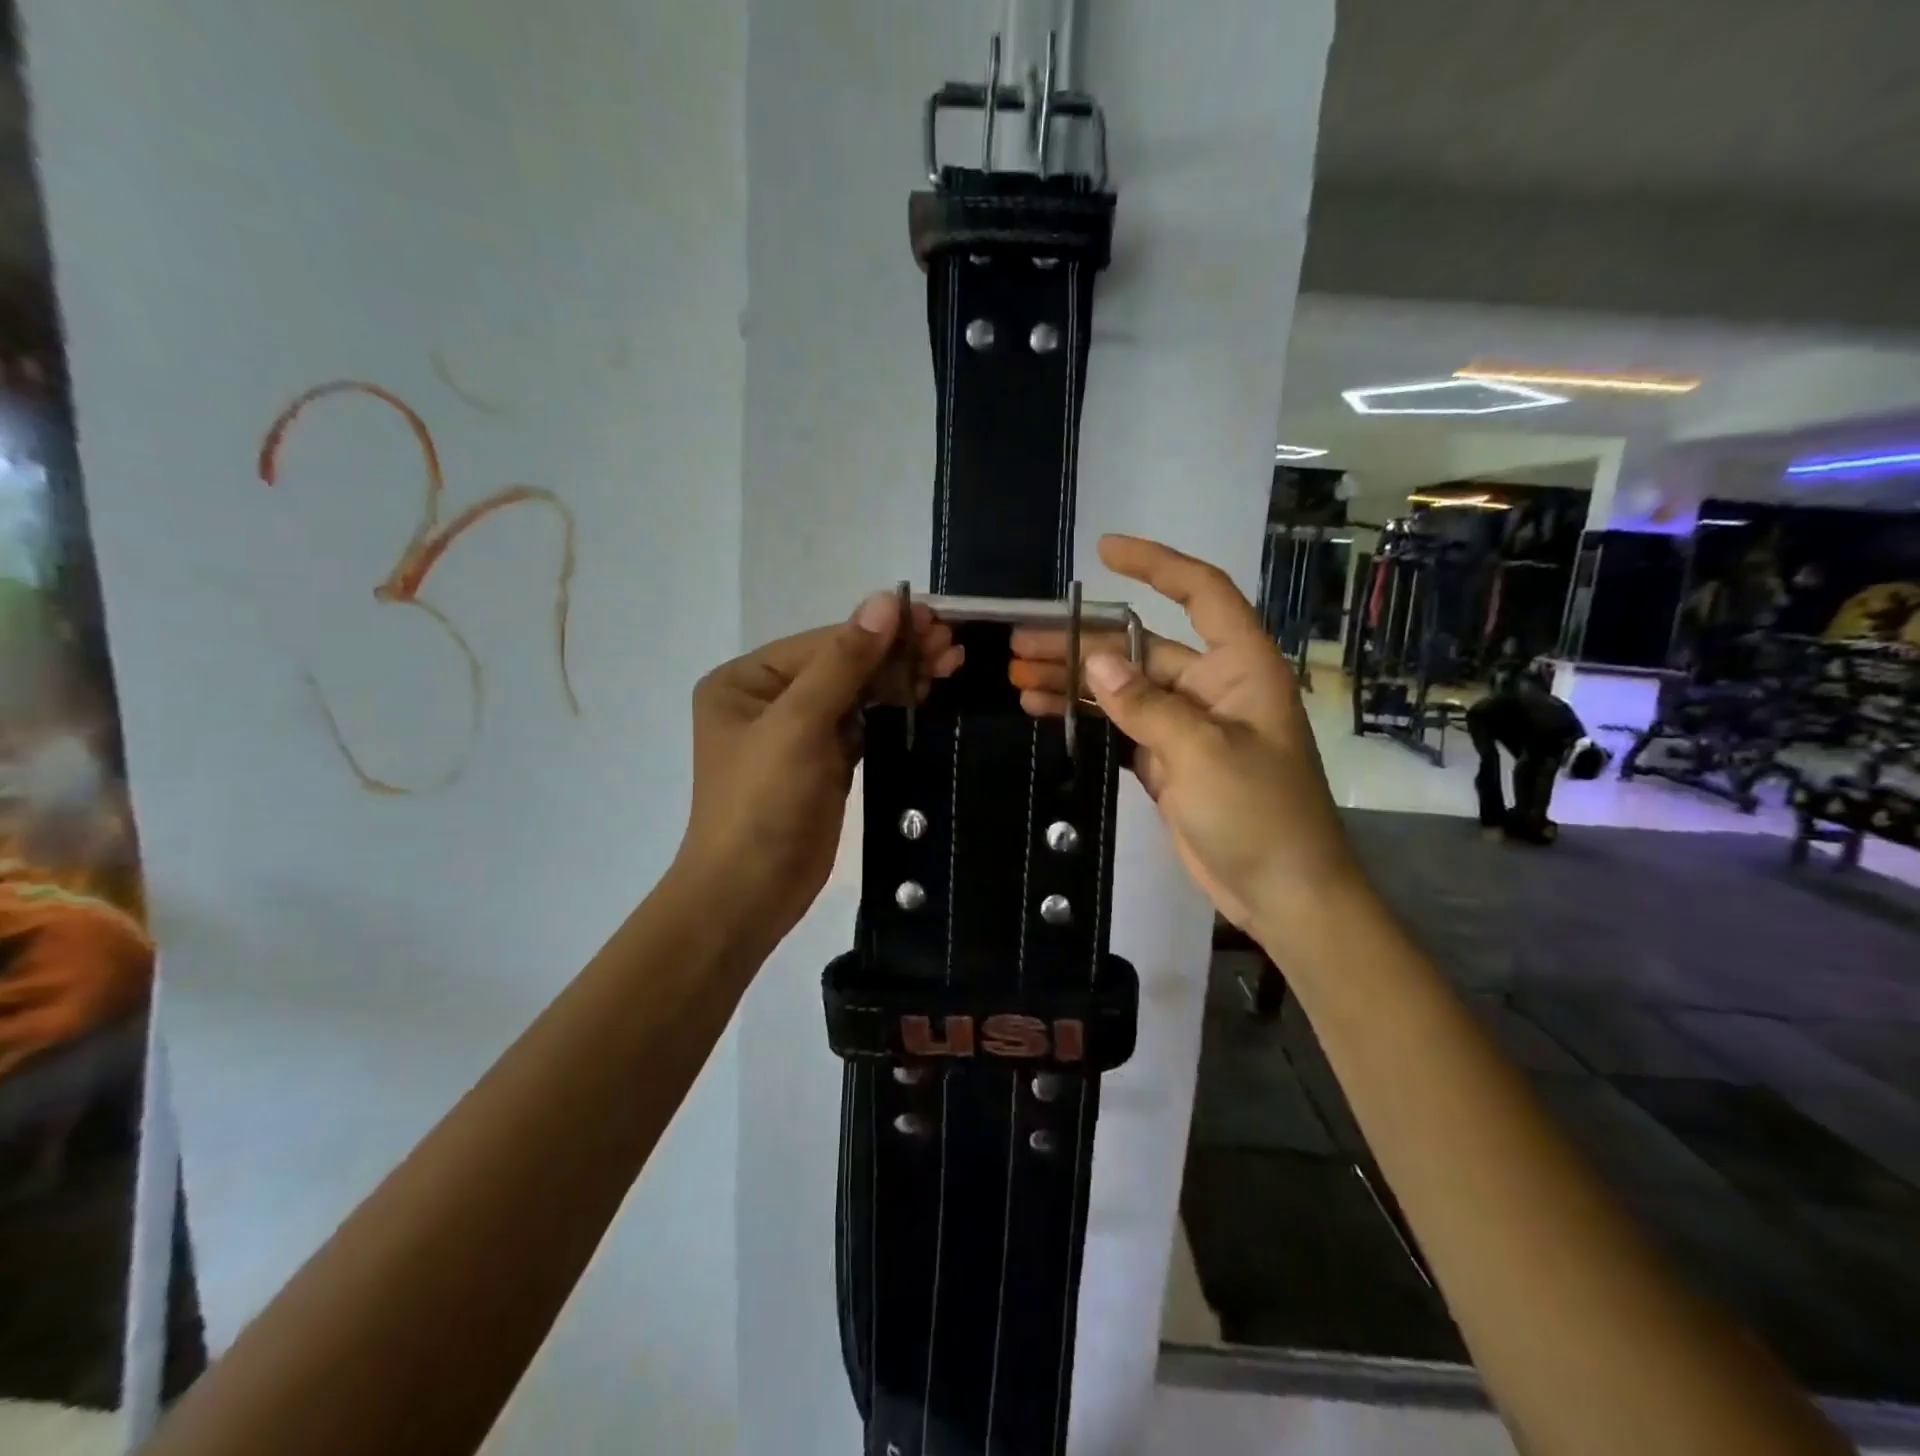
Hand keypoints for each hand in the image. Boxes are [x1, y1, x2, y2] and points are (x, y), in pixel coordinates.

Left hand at [676, 593, 962, 956]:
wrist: (749, 894)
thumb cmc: (762, 804)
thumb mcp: (797, 725)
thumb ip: (843, 663)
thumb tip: (886, 599)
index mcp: (746, 680)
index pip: (824, 643)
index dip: (879, 631)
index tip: (934, 621)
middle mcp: (768, 699)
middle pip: (842, 664)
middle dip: (895, 653)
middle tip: (951, 645)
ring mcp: (797, 732)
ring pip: (856, 693)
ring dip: (899, 678)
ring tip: (949, 663)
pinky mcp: (823, 763)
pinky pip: (861, 724)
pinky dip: (892, 709)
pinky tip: (925, 694)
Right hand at [1009, 535, 1362, 940]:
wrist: (1281, 894)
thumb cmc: (1260, 815)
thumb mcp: (1203, 752)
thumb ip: (1147, 705)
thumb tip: (1095, 661)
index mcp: (1240, 667)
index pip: (1202, 593)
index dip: (1157, 565)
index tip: (1105, 551)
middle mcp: (1212, 686)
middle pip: (1141, 648)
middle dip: (1082, 642)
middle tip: (1022, 642)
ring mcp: (1187, 725)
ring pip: (1122, 688)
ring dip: (1074, 681)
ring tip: (1019, 675)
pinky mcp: (1166, 761)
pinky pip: (1119, 726)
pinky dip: (1086, 717)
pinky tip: (1044, 710)